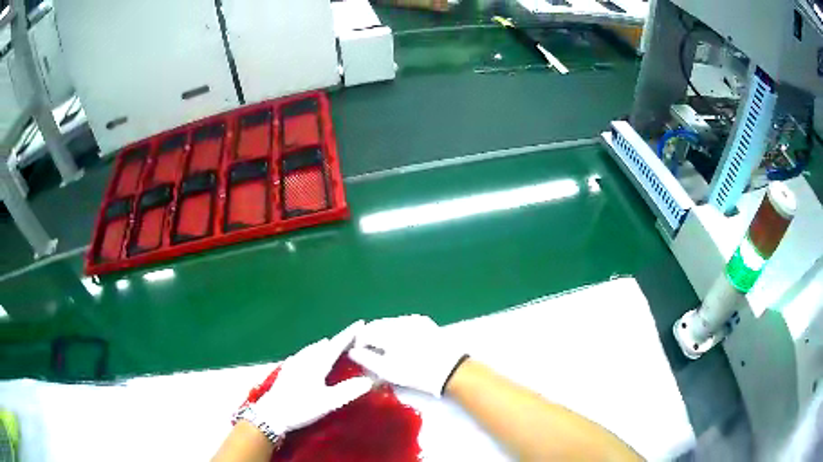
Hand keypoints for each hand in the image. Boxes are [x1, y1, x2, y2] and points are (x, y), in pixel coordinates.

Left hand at [246, 321, 373, 436]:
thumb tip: (368, 380)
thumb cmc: (301, 407)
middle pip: (324, 345)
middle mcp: (305, 359)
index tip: (360, 323)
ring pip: (312, 349)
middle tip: (352, 338)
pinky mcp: (287, 370)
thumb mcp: (328, 402)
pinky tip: (309, 355)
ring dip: (325, 345)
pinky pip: (304, 354)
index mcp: (317, 364)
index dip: (349, 334)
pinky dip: (313, 352)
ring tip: (333, 344)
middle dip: (338, 340)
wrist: (272, 413)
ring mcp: (294, 363)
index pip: (336, 345)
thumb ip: (348, 391)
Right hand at [348, 315, 466, 396]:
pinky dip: (398, 331)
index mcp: (389, 331)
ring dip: (384, 334)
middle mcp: (400, 320)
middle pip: (377, 325)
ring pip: (390, 323)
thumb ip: (367, 359)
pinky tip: (403, 345)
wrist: (451, 370)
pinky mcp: (425, 322)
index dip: (359, 344)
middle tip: (373, 355)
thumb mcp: (388, 371)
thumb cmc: (417, 373)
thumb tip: (352, 351)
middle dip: (371, 338)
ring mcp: (414, 319)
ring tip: (388, 351)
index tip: (361, 356)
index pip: (364, 332)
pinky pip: (404, 323)